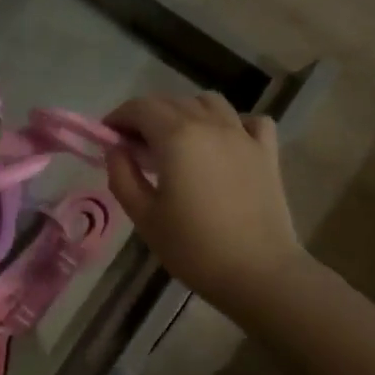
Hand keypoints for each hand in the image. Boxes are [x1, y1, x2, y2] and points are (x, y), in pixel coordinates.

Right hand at [105, 93, 310, 315]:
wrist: (257, 273)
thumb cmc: (193, 247)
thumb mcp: (144, 216)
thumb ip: (122, 176)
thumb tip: (116, 150)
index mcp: (177, 137)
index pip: (140, 108)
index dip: (119, 117)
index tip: (107, 136)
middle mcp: (210, 124)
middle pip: (172, 101)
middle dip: (146, 115)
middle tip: (134, 145)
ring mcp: (243, 135)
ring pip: (209, 102)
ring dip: (185, 112)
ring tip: (176, 140)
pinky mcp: (267, 152)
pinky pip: (249, 120)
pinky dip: (232, 122)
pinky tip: (223, 142)